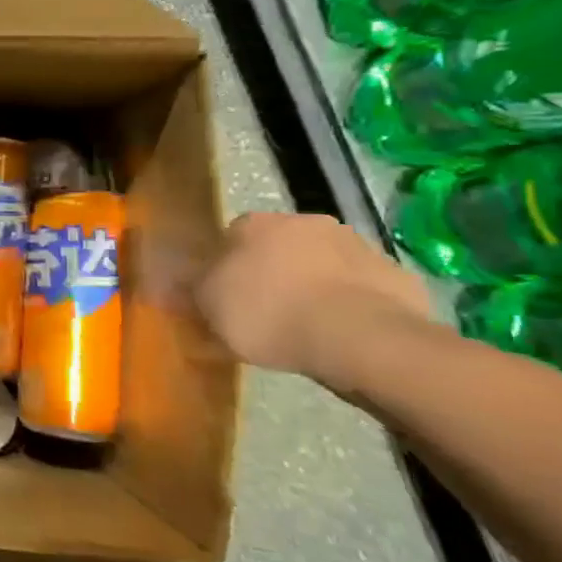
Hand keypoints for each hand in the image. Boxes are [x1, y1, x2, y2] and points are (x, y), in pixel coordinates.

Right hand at [194, 212, 432, 384]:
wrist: (362, 339)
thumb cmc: (269, 314)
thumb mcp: (207, 307)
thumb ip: (187, 291)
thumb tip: (163, 282)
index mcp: (255, 223)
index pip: (230, 236)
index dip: (226, 267)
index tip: (225, 296)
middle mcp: (305, 222)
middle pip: (279, 246)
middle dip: (273, 271)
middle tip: (265, 311)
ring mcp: (357, 246)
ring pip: (323, 264)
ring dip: (314, 286)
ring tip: (306, 328)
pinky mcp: (398, 276)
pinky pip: (362, 289)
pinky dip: (351, 306)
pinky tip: (343, 335)